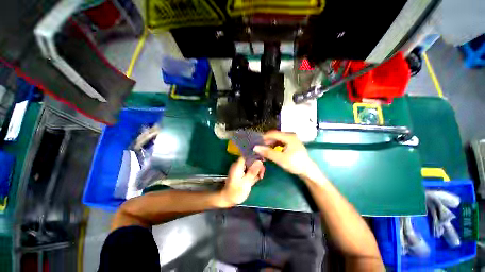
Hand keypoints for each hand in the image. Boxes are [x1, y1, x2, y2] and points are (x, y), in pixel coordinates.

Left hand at [219, 157, 264, 206]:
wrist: (228, 200)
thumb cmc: (236, 192)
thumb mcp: (246, 182)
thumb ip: (253, 171)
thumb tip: (259, 161)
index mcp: (238, 165)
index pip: (247, 155)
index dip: (255, 156)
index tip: (263, 160)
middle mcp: (239, 166)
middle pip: (250, 161)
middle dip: (257, 165)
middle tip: (262, 174)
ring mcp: (241, 170)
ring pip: (251, 166)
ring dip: (257, 170)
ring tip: (260, 177)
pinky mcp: (242, 174)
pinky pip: (250, 171)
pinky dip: (254, 174)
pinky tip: (258, 178)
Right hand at [253, 131, 317, 178]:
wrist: (308, 171)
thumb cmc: (295, 164)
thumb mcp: (280, 159)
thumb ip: (268, 152)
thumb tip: (255, 147)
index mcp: (289, 137)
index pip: (273, 133)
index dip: (264, 137)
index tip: (257, 143)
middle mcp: (290, 136)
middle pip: (275, 136)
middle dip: (267, 141)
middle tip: (260, 147)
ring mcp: (292, 140)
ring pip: (277, 139)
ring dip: (270, 144)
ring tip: (265, 150)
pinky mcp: (292, 145)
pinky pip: (281, 143)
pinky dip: (275, 146)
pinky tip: (272, 151)